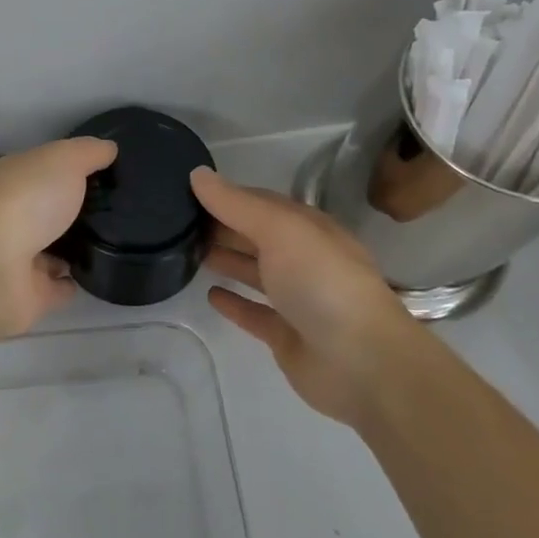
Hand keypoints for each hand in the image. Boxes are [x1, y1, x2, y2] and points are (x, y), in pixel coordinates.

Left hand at [0, 137, 117, 340]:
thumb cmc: (23, 201)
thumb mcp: (62, 161)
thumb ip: (86, 153)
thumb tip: (109, 148)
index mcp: (15, 179)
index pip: (46, 170)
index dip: (74, 168)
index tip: (111, 171)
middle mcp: (13, 216)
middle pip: (49, 210)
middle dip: (77, 209)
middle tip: (122, 210)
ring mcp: (18, 258)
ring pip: (53, 250)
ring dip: (75, 248)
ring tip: (118, 244)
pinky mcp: (28, 296)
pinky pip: (57, 288)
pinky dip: (72, 283)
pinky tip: (99, 276)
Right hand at [190, 167, 416, 425]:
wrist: (362, 363)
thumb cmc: (321, 282)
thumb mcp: (279, 230)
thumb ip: (235, 203)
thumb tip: (197, 174)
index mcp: (307, 229)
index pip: (260, 203)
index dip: (226, 196)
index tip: (186, 192)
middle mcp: (303, 259)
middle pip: (256, 236)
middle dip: (222, 226)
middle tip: (176, 222)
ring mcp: (296, 300)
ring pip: (254, 272)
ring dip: (226, 260)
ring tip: (187, 252)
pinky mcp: (287, 336)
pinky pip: (254, 313)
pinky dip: (234, 303)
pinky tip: (210, 294)